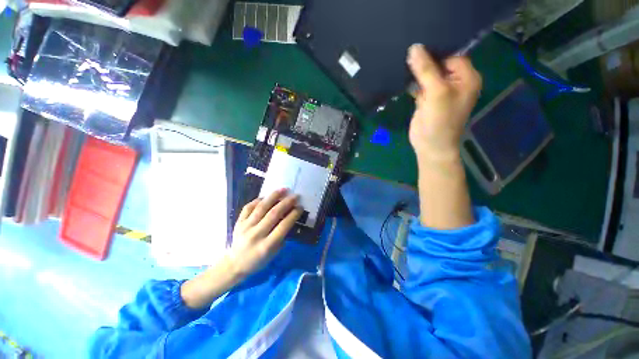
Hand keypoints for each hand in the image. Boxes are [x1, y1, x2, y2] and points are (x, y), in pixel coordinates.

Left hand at [228, 188, 302, 277]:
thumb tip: (289, 217)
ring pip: (261, 207)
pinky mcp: (238, 222)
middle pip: (273, 214)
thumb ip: (282, 236)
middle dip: (286, 203)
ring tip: (283, 189)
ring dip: (273, 196)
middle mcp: (255, 234)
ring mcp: (245, 227)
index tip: (300, 207)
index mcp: (266, 246)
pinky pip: (249, 207)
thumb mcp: (274, 253)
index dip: (293, 215)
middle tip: (295, 196)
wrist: (235, 264)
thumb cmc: (258, 261)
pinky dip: (258, 200)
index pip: (283, 226)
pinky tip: (266, 197)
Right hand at [407, 44, 481, 160]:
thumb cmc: (440, 121)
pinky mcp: (427, 100)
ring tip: (403, 61)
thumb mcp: (436, 92)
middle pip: (439, 64)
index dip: (436, 51)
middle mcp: (455, 82)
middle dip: (425, 61)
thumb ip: (426, 70)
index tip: (418, 47)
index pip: (452, 55)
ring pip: (428, 75)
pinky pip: (420, 86)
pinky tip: (402, 77)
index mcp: (466, 77)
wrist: (430, 146)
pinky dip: (412, 83)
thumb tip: (414, 48)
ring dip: (417, 71)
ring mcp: (440, 91)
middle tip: (408, 53)